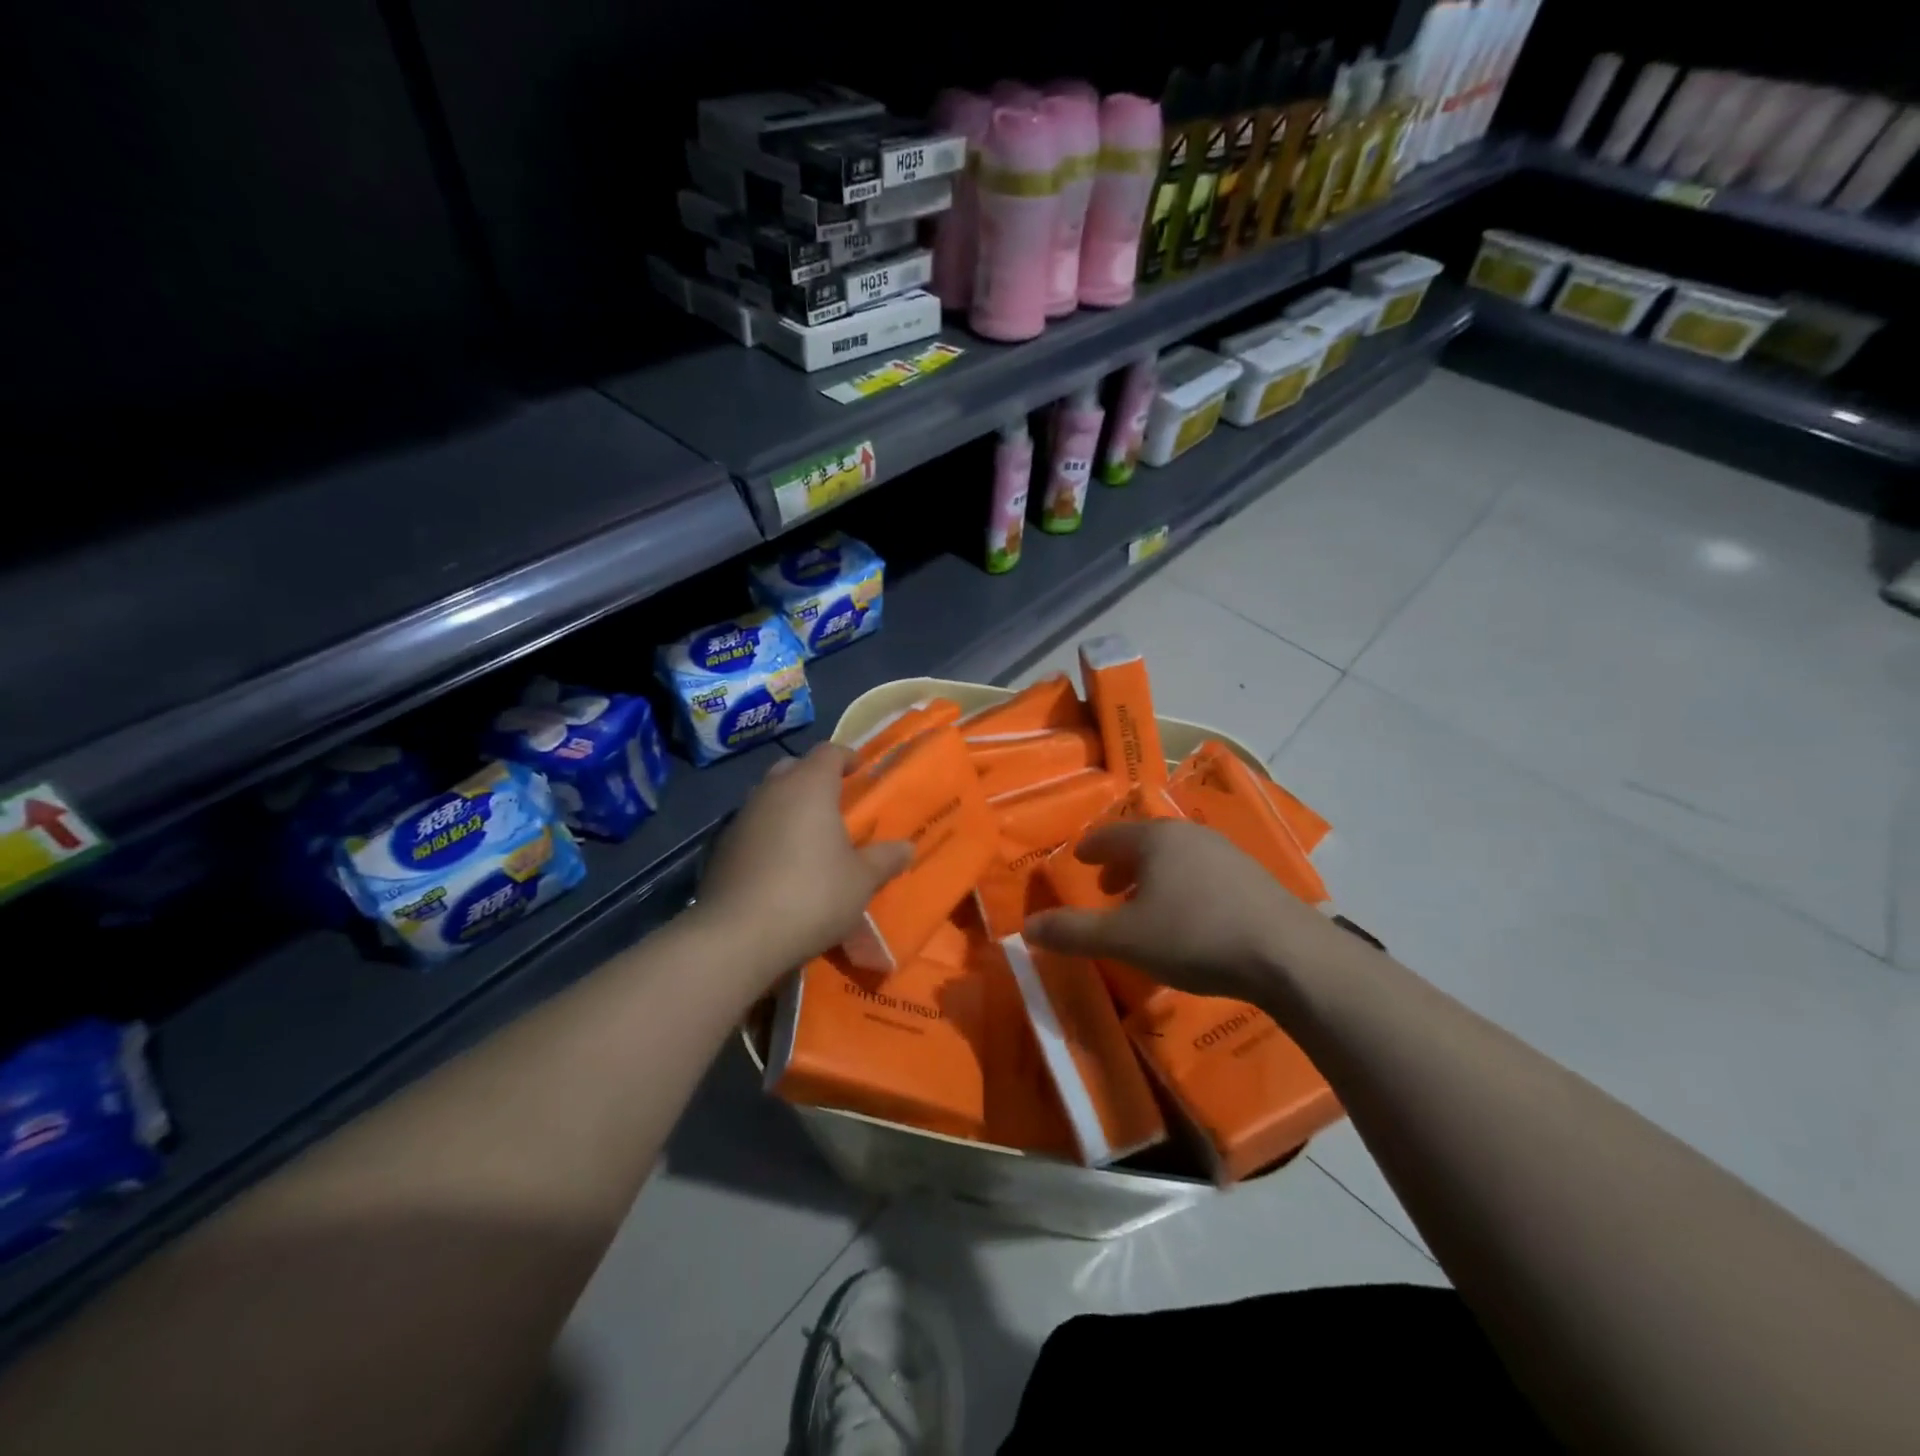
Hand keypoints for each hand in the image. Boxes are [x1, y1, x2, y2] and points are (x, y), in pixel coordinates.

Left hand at [692, 744, 911, 983]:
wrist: (737, 935)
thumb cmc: (812, 895)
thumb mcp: (861, 881)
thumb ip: (884, 859)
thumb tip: (907, 848)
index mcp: (809, 786)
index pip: (828, 751)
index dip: (846, 757)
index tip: (861, 772)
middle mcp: (772, 791)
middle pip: (794, 768)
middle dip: (814, 779)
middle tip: (835, 803)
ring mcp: (741, 817)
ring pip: (769, 797)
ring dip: (788, 807)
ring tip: (809, 836)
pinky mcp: (721, 847)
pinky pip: (751, 827)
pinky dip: (768, 834)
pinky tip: (780, 865)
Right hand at [1023, 819, 1341, 1002]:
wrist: (1287, 955)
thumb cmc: (1193, 936)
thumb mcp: (1124, 939)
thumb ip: (1073, 932)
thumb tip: (1028, 927)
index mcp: (1155, 839)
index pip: (1111, 834)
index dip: (1091, 847)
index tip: (1079, 858)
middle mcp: (1190, 835)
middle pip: (1145, 842)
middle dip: (1122, 863)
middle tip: (1107, 886)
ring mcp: (1227, 853)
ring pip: (1176, 857)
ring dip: (1153, 876)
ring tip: (1145, 903)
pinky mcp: (1254, 878)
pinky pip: (1203, 873)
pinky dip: (1183, 886)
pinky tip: (1189, 916)